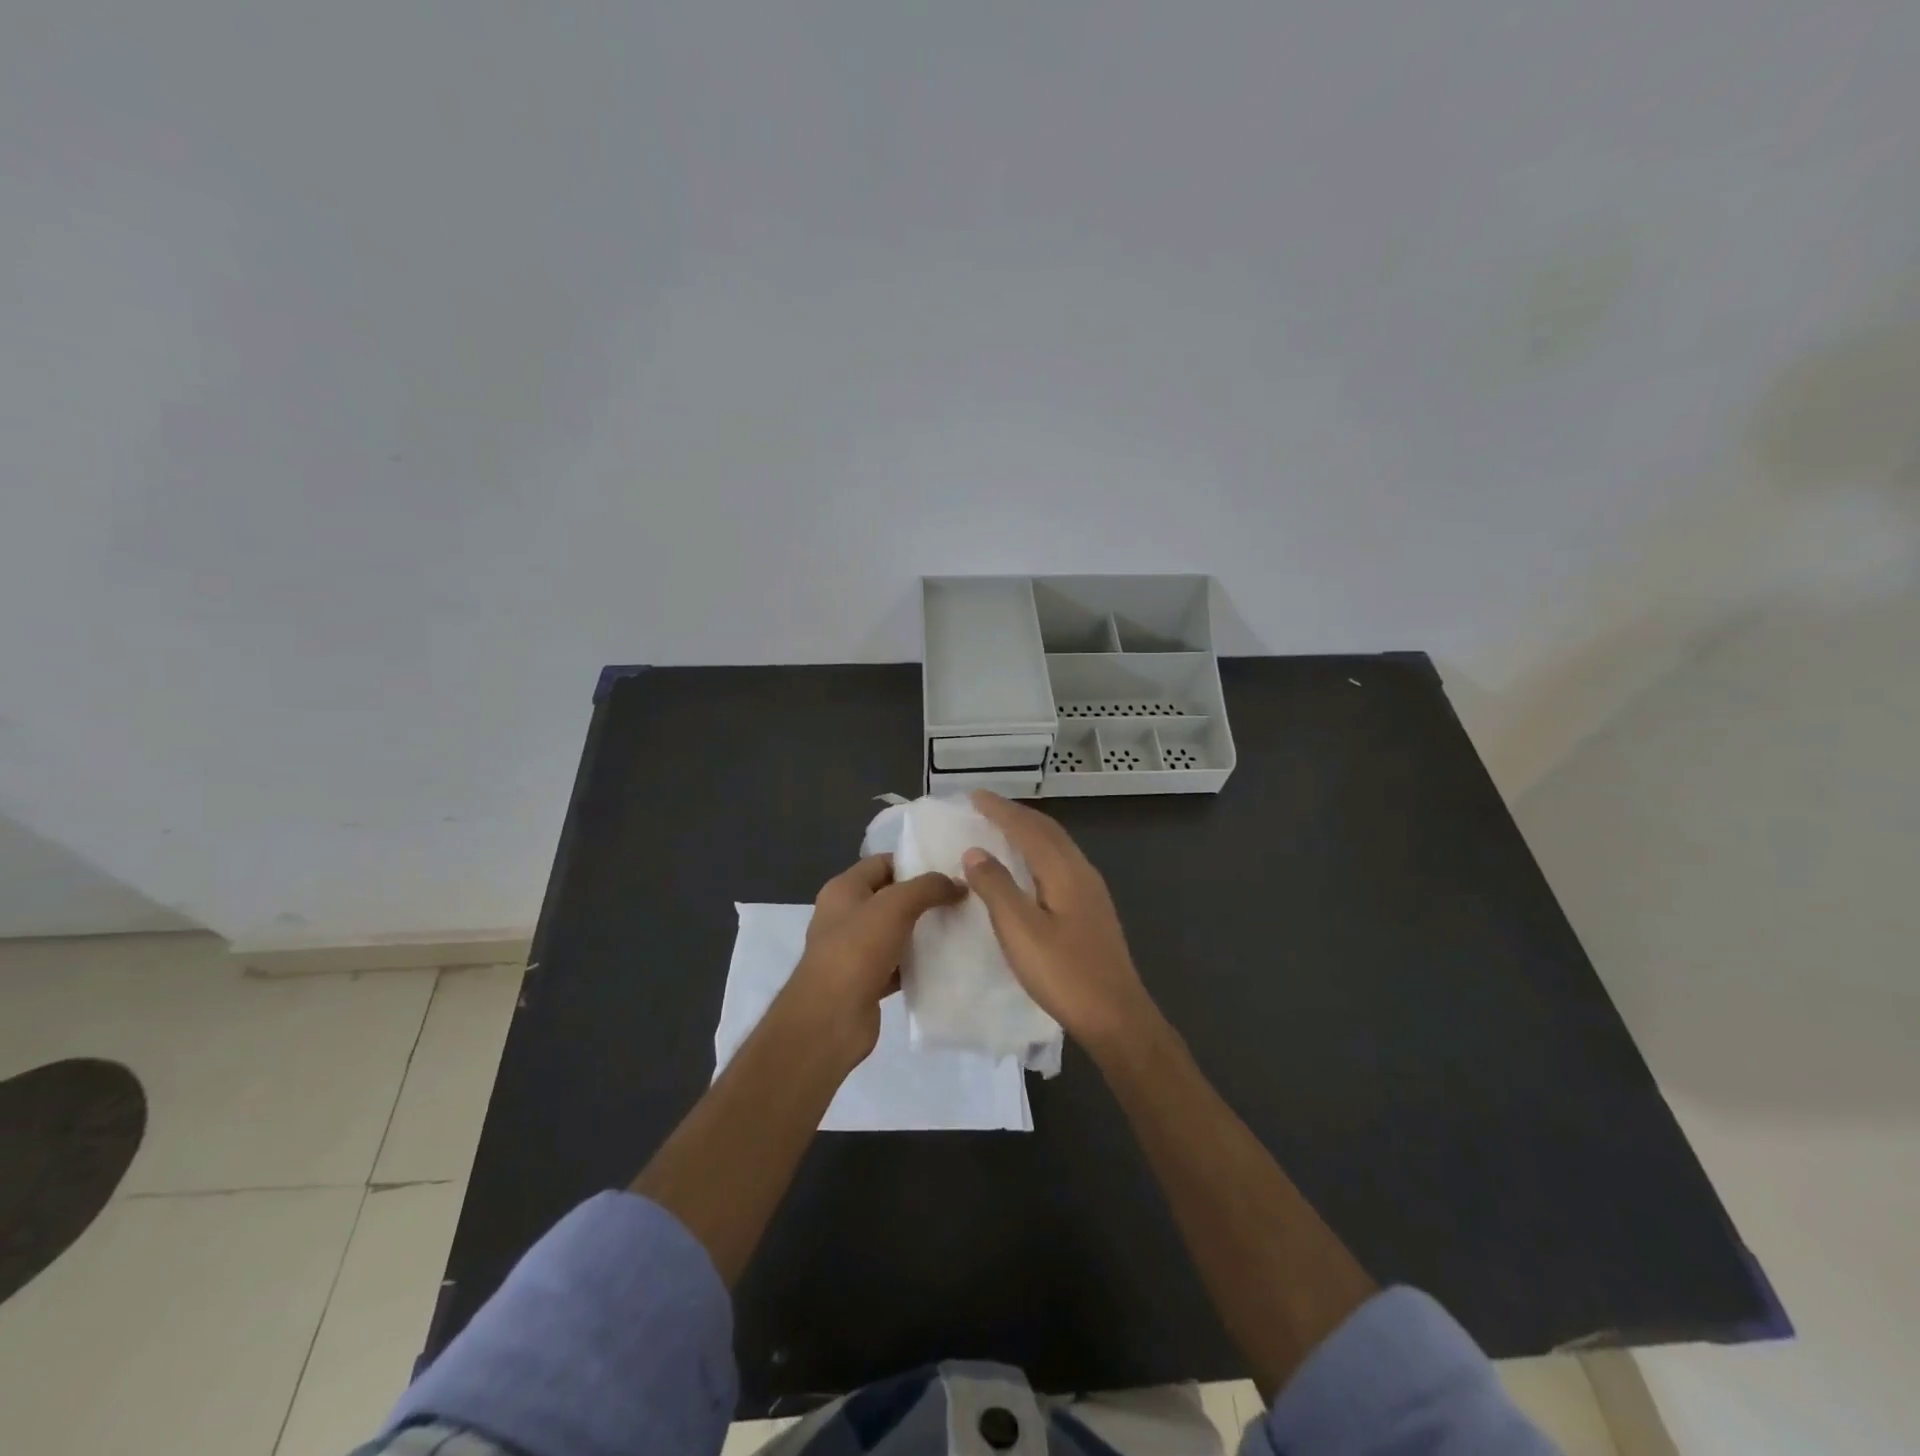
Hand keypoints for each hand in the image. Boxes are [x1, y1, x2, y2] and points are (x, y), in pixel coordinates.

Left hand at [783, 854, 962, 1064]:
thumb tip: (959, 883)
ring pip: (896, 932)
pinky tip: (946, 962)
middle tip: (961, 898)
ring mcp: (854, 950)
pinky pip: (897, 964)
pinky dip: (918, 963)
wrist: (830, 1018)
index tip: (949, 869)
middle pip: (890, 897)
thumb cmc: (857, 950)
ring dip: (923, 931)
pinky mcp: (866, 981)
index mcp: (843, 889)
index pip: (882, 863)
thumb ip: (928, 888)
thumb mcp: (896, 906)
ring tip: (960, 926)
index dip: (914, 862)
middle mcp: (845, 915)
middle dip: (923, 897)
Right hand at [961, 791, 1160, 1055]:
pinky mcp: (1092, 909)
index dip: (1000, 810)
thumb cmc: (1064, 973)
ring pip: (1056, 845)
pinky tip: (1028, 868)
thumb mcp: (1020, 931)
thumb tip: (975, 851)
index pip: (1027, 828)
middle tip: (985, 806)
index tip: (973, 795)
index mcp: (1063, 871)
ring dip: (1029, 831)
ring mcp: (1091, 890)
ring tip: (1002, 829)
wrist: (1116, 1016)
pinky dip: (1039, 851)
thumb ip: (996, 887)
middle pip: (1047, 830)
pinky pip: (1060, 862)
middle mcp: (1081, 871)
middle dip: (1016, 814)